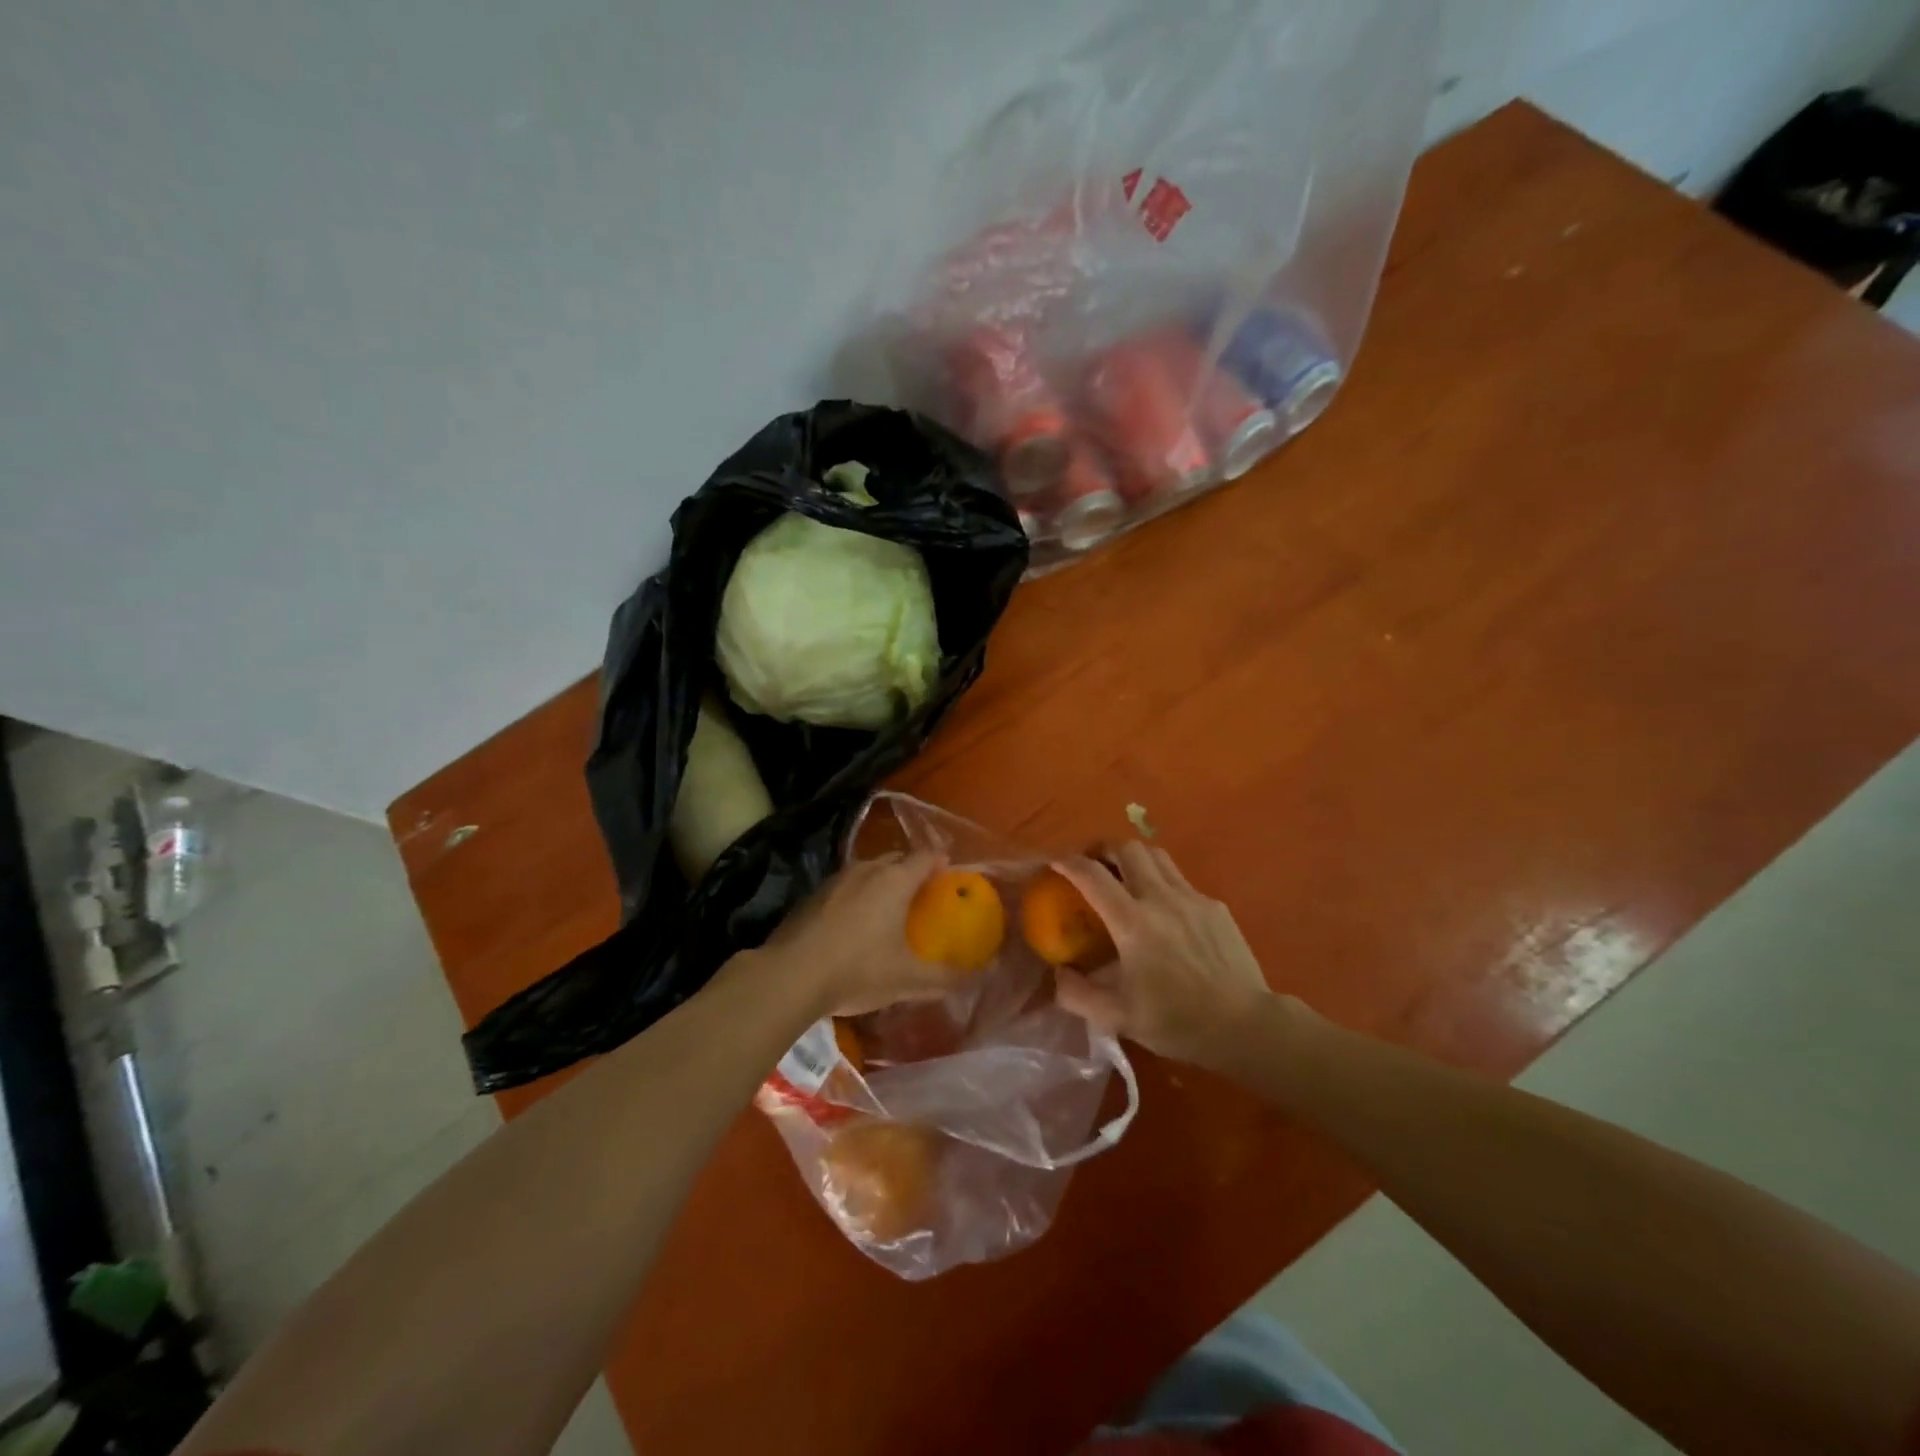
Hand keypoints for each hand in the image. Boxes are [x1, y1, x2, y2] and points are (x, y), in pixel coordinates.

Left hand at [762, 851, 965, 1017]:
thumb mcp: (907, 980)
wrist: (790, 976)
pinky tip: (854, 923)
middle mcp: (866, 870)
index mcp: (895, 880)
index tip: (950, 872)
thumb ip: (943, 978)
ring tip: (889, 906)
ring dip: (882, 882)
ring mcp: (835, 880)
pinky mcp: (812, 896)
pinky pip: (845, 887)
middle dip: (912, 870)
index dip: (941, 861)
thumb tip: (976, 977)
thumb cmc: (858, 970)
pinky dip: (857, 896)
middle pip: (896, 859)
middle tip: (923, 893)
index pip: (926, 856)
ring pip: (868, 871)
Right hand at [1052, 842, 1283, 1068]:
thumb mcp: (1117, 1017)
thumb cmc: (1177, 1021)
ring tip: (1125, 877)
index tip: (1054, 863)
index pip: (1092, 875)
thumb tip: (1059, 972)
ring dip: (1133, 858)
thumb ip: (1077, 994)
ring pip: (1157, 855)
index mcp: (1132, 921)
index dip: (1068, 862)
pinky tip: (1164, 911)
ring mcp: (1192, 898)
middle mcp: (1160, 898)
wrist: (1245, 1025)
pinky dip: (1162, 883)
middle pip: (1127, 848)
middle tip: (1092, 865)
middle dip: (1102, 849)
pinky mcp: (1215, 906)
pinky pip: (1181, 880)